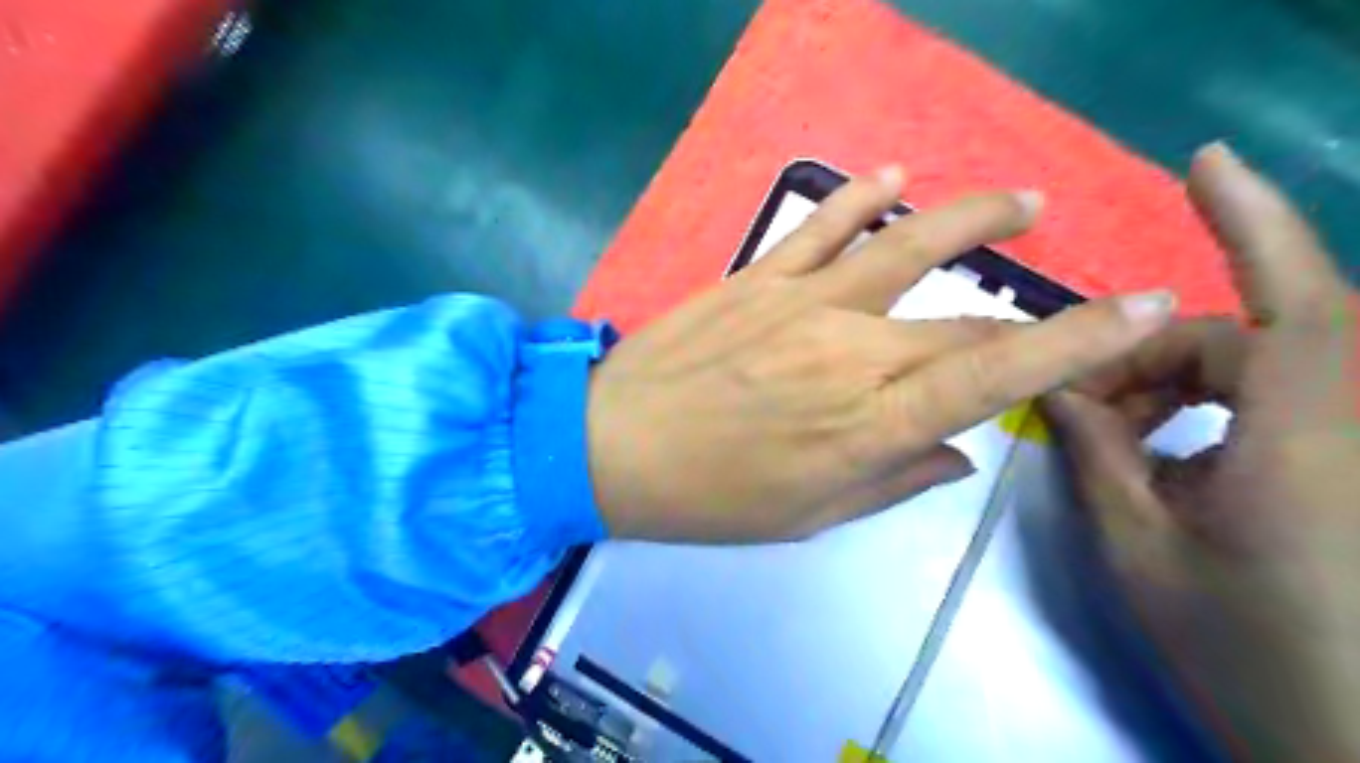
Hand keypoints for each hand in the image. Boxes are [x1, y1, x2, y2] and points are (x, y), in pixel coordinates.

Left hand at [592, 170, 1174, 545]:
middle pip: (963, 320)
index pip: (995, 371)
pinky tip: (895, 177)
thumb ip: (894, 478)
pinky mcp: (758, 278)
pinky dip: (862, 198)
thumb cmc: (709, 497)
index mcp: (869, 423)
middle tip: (1064, 304)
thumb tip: (960, 449)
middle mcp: (851, 350)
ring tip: (1019, 202)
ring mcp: (802, 303)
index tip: (1141, 310)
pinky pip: (822, 226)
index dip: (1077, 341)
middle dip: (1026, 313)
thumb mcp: (809, 515)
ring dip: (970, 219)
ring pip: (907, 246)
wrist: (612, 446)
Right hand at [1043, 147, 1358, 758]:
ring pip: (1256, 371)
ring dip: (1176, 388)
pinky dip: (1210, 411)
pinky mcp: (1346, 463)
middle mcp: (1347, 425)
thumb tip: (1054, 386)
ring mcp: (1352, 443)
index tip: (1204, 162)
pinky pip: (1275, 403)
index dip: (1251, 221)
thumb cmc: (1248, 651)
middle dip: (1152, 360)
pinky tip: (1169, 455)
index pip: (1294, 304)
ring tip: (1118, 438)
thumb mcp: (1140, 548)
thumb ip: (1097, 453)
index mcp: (1304, 445)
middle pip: (1241, 344)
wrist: (1350, 737)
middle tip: (1080, 408)